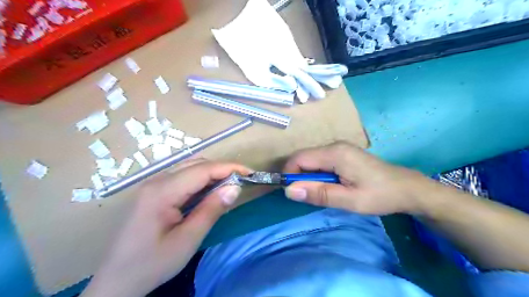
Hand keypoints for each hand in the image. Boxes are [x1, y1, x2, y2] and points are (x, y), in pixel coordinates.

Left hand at [81, 161, 249, 296]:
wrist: (116, 281)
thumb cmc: (152, 264)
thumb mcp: (187, 239)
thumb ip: (212, 210)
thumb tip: (235, 187)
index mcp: (162, 191)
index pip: (203, 169)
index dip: (229, 168)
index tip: (250, 173)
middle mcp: (156, 181)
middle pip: (196, 164)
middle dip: (222, 169)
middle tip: (242, 181)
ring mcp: (153, 185)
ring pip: (189, 168)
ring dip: (212, 173)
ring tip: (229, 186)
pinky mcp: (153, 191)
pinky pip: (182, 177)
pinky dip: (201, 180)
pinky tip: (209, 191)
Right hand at [285, 141, 428, 213]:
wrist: (406, 188)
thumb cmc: (380, 195)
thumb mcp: (349, 200)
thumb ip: (319, 194)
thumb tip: (289, 190)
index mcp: (335, 153)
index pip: (299, 158)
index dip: (290, 174)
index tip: (292, 193)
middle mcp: (334, 146)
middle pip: (304, 158)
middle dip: (299, 176)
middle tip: (309, 197)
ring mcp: (339, 148)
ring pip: (311, 160)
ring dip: (309, 177)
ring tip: (321, 193)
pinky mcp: (343, 153)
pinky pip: (321, 161)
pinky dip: (318, 174)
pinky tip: (329, 185)